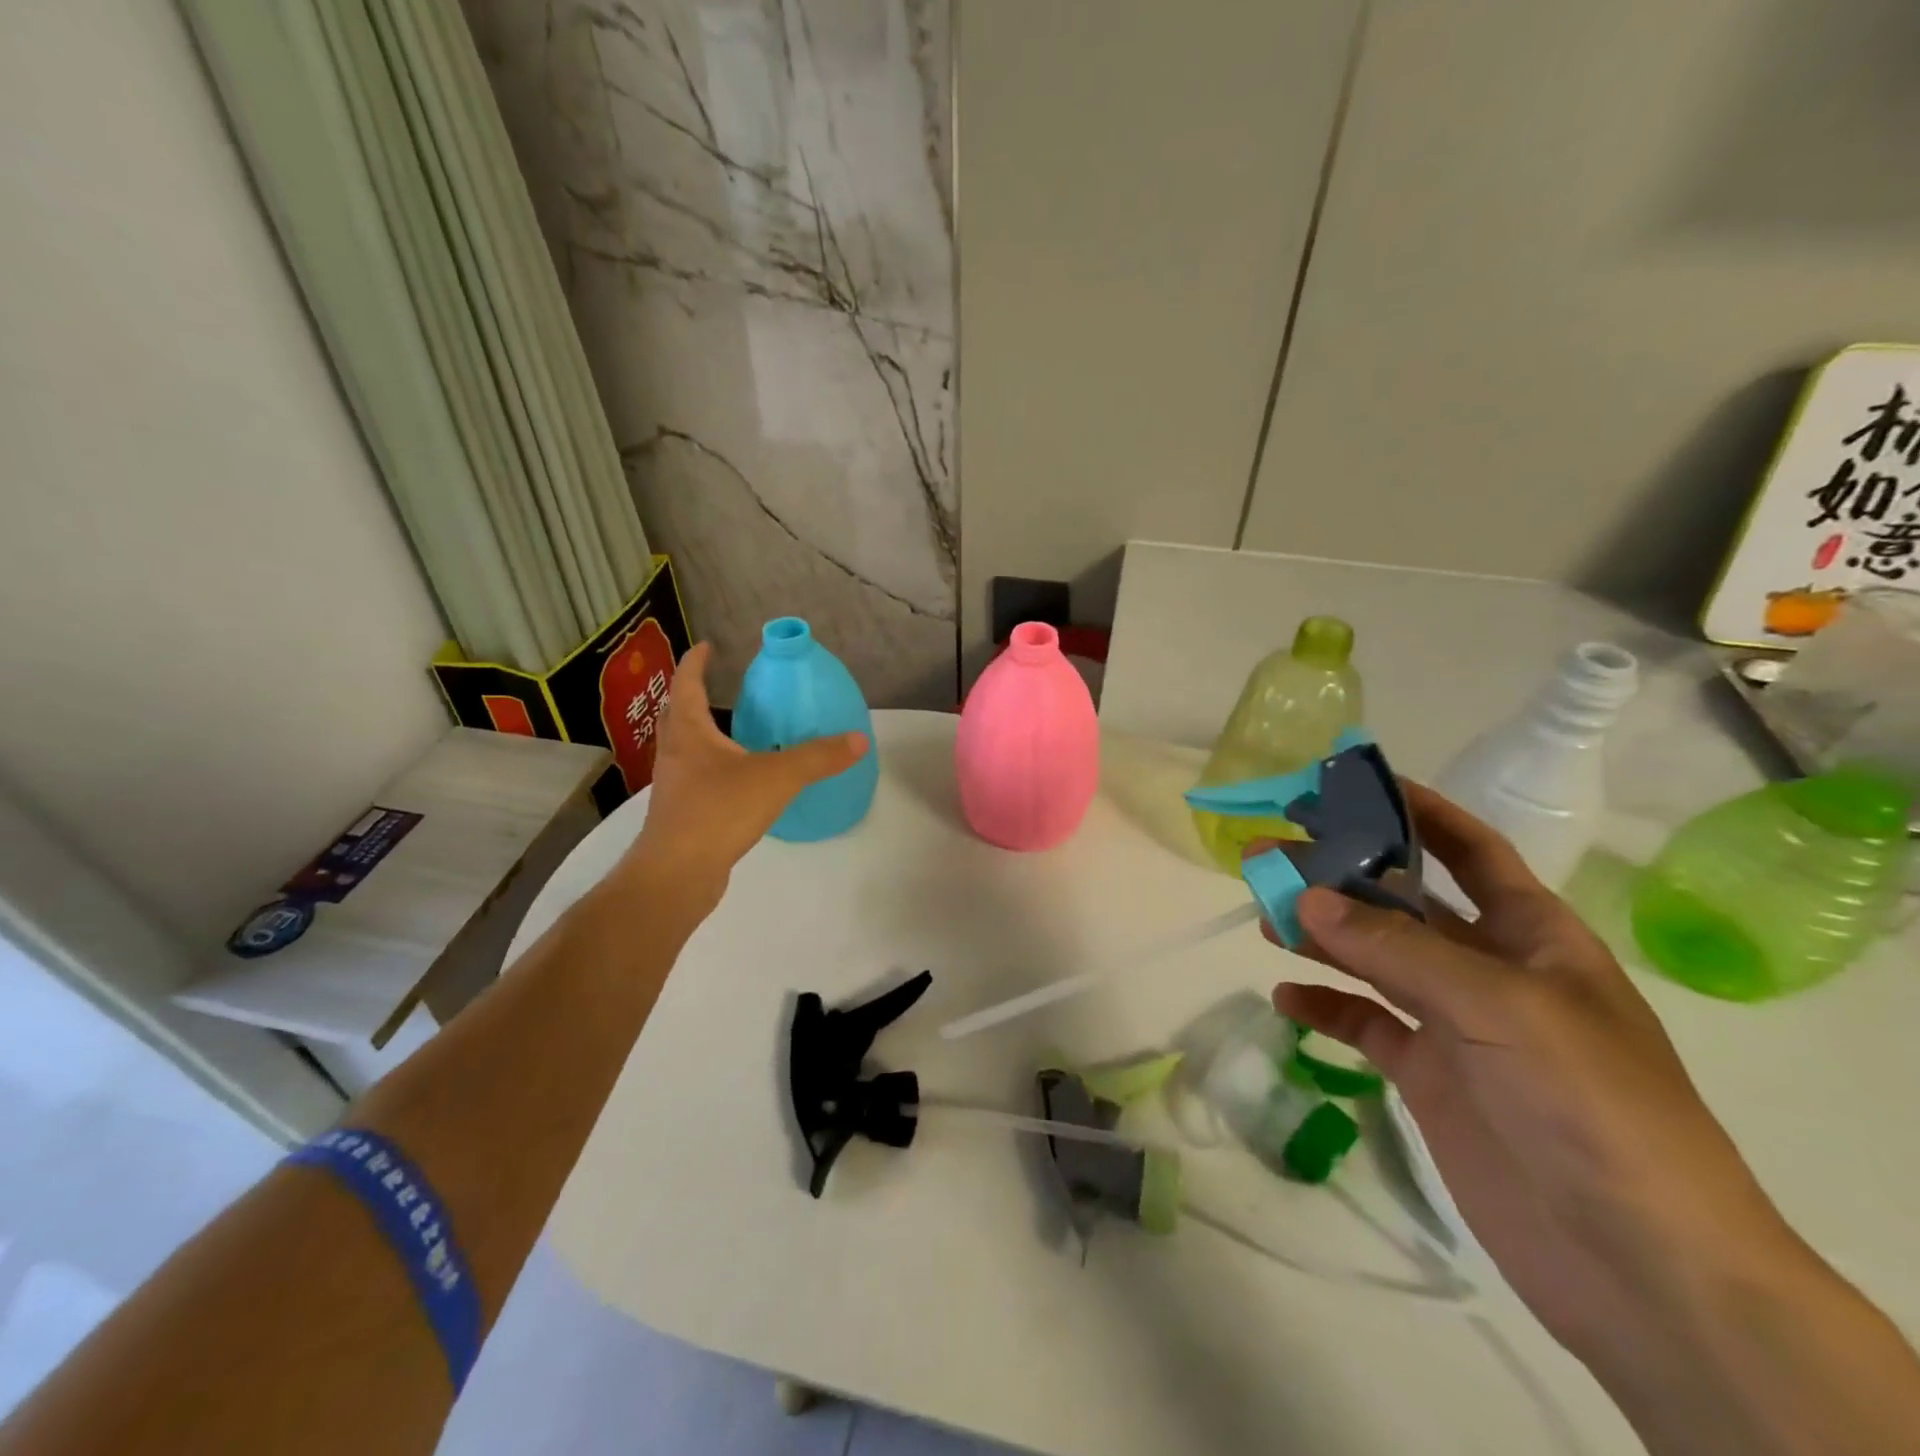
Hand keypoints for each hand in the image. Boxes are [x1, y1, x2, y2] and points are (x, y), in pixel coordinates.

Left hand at [616, 643, 866, 918]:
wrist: (677, 874)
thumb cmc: (718, 811)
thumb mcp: (777, 778)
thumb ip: (818, 757)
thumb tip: (859, 739)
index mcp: (690, 732)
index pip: (687, 684)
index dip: (697, 662)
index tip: (708, 646)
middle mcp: (675, 753)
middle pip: (677, 715)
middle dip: (693, 696)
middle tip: (717, 685)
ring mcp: (675, 786)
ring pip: (685, 749)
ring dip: (701, 734)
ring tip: (730, 731)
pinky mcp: (682, 815)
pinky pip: (696, 779)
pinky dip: (712, 769)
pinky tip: (737, 781)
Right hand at [1262, 783, 1790, 1358]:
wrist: (1639, 1267)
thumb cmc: (1589, 1106)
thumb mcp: (1498, 1008)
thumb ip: (1395, 949)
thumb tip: (1303, 897)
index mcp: (1533, 935)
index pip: (1470, 851)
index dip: (1419, 810)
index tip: (1352, 782)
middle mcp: (1491, 970)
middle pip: (1402, 902)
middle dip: (1340, 874)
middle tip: (1269, 853)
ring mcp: (1457, 1025)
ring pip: (1374, 959)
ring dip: (1321, 935)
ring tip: (1263, 916)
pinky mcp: (1429, 1076)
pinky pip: (1365, 1025)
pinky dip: (1325, 1006)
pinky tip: (1286, 996)